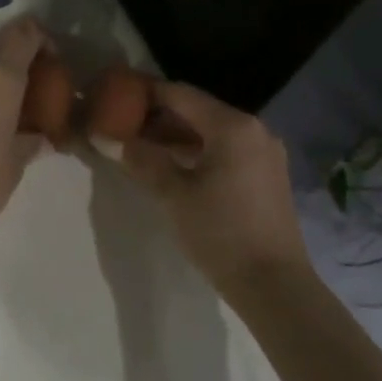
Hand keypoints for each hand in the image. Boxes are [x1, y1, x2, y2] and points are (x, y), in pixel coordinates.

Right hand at [117, 80, 307, 288]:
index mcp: (232, 126)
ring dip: (176, 135)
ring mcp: (265, 153)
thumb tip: (106, 137)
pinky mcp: (268, 175)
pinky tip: (172, 165)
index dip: (145, 93)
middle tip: (123, 125)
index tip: (115, 96)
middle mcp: (254, 129)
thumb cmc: (221, 232)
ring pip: (211, 131)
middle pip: (196, 110)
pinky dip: (197, 150)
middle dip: (159, 116)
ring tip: (141, 146)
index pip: (179, 94)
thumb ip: (140, 158)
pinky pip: (225, 149)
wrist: (275, 288)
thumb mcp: (172, 193)